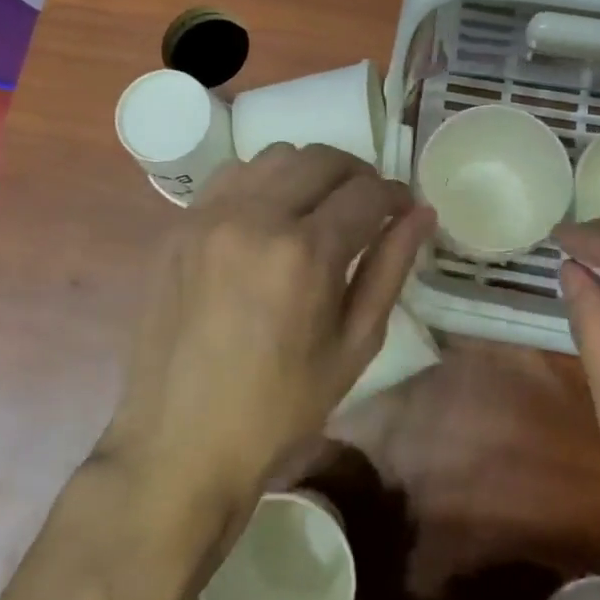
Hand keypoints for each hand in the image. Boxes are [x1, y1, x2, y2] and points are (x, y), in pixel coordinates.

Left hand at [104, 145, 434, 506]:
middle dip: (357, 175)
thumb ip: (390, 269)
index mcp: (305, 253)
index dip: (395, 196)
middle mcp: (254, 218)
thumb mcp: (354, 345)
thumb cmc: (282, 407)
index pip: (366, 192)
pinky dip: (261, 182)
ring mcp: (208, 216)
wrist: (182, 442)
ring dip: (309, 173)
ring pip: (274, 157)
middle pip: (321, 159)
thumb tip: (421, 214)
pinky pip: (230, 176)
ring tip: (318, 210)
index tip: (403, 210)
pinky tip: (268, 218)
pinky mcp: (178, 226)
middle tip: (368, 208)